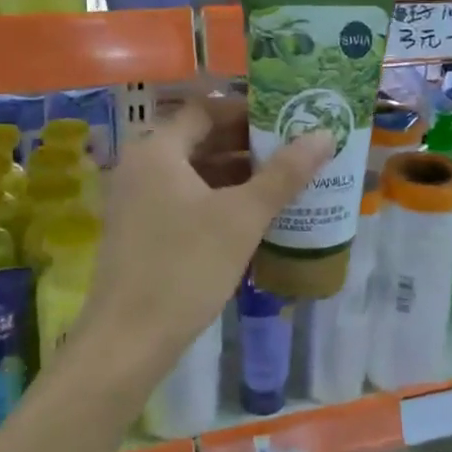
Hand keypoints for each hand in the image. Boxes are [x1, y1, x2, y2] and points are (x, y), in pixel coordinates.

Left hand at [80, 93, 332, 367]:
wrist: (128, 341)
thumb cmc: (185, 267)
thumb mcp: (242, 218)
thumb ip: (284, 174)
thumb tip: (324, 135)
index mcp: (157, 150)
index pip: (206, 110)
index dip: (248, 111)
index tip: (287, 119)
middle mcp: (140, 166)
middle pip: (199, 139)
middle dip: (247, 144)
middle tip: (294, 149)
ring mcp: (136, 200)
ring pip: (193, 173)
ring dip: (235, 174)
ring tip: (283, 181)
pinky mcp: (140, 231)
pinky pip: (184, 199)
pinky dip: (217, 199)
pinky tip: (251, 216)